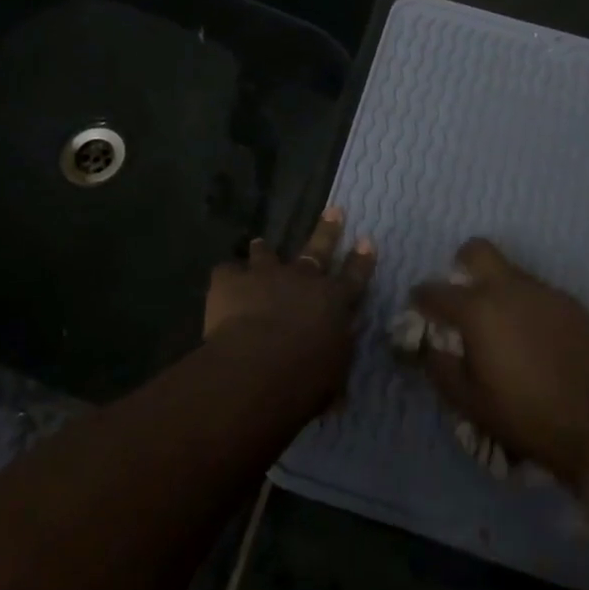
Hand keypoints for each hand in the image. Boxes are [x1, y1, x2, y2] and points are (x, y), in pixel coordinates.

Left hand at [205, 207, 374, 409]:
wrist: (258, 369)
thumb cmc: (306, 379)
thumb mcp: (334, 373)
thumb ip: (336, 356)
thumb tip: (338, 353)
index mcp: (333, 301)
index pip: (354, 276)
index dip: (362, 259)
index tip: (366, 240)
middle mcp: (303, 279)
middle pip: (318, 248)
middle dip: (328, 229)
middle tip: (334, 210)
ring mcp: (266, 274)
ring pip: (266, 253)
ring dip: (264, 250)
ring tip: (260, 242)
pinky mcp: (231, 281)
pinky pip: (227, 271)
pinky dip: (226, 277)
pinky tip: (222, 283)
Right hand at [411, 239, 588, 486]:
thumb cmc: (524, 415)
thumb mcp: (469, 402)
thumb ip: (439, 367)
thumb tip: (427, 345)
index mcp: (477, 310)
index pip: (435, 291)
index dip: (421, 298)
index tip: (418, 307)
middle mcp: (508, 288)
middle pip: (477, 250)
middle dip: (462, 264)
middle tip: (463, 295)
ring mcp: (543, 292)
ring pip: (511, 272)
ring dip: (498, 289)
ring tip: (503, 327)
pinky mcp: (570, 303)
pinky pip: (538, 294)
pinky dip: (528, 307)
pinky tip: (535, 339)